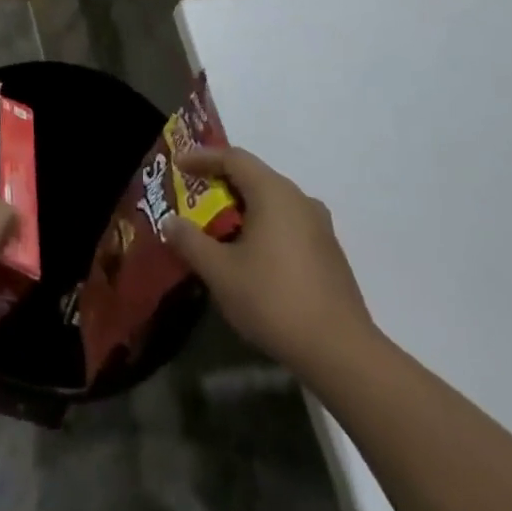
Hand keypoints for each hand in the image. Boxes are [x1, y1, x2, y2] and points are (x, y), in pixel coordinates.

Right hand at [163, 148, 378, 378]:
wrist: (341, 353)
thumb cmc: (273, 300)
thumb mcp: (219, 271)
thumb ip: (190, 241)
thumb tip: (170, 222)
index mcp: (274, 193)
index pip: (234, 158)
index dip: (203, 158)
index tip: (178, 165)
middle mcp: (300, 200)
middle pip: (255, 176)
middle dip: (221, 182)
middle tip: (192, 196)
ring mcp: (320, 227)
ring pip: (273, 202)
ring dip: (242, 207)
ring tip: (217, 226)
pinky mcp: (329, 253)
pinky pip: (287, 223)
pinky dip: (262, 226)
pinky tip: (249, 254)